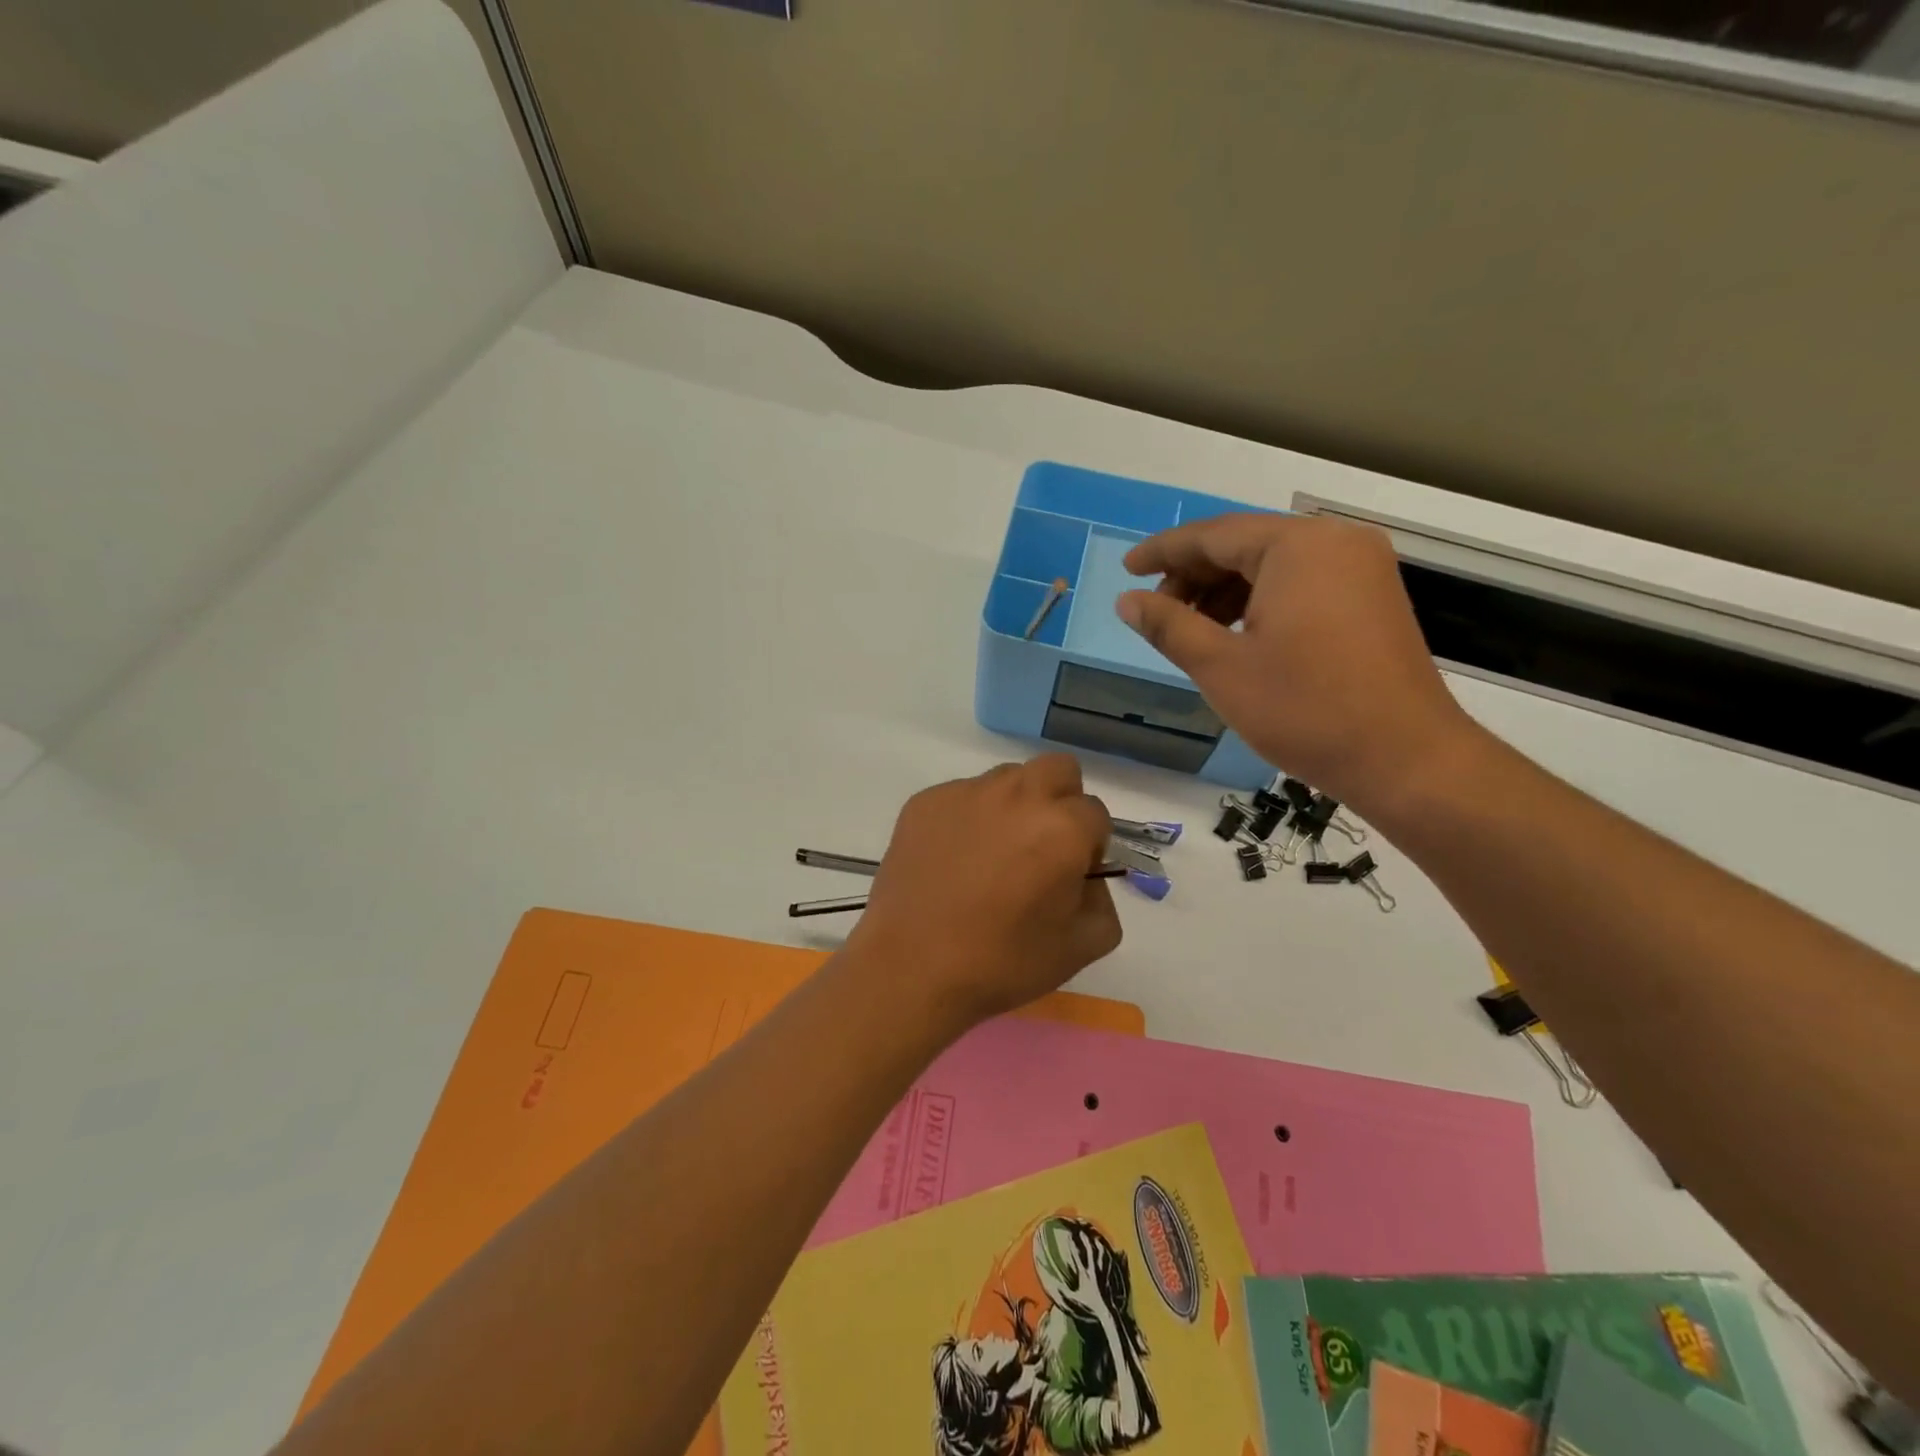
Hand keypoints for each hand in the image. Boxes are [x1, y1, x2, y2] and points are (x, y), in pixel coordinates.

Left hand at [847, 755, 1121, 1033]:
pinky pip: (962, 796)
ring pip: (1008, 779)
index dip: (1089, 846)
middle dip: (1062, 801)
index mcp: (1062, 827)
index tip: (1071, 875)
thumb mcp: (1081, 947)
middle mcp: (1017, 795)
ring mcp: (966, 792)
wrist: (910, 968)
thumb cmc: (1001, 962)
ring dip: (1014, 806)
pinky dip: (968, 818)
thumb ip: (1103, 900)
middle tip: (1042, 847)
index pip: (1096, 814)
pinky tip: (953, 861)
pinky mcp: (925, 801)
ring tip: (992, 855)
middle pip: (1058, 770)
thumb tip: (1085, 875)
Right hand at [1116, 514, 1480, 816]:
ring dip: (1225, 592)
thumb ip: (1168, 625)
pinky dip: (1261, 602)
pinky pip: (1301, 583)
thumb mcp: (1220, 667)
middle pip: (1245, 545)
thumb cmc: (1305, 709)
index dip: (1163, 552)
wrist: (1405, 759)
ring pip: (1273, 566)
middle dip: (1194, 576)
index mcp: (1297, 546)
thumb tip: (1127, 601)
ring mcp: (1361, 569)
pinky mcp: (1372, 597)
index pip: (1213, 535)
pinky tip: (1236, 635)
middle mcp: (1335, 542)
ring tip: (1191, 630)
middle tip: (1157, 613)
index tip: (1127, 569)